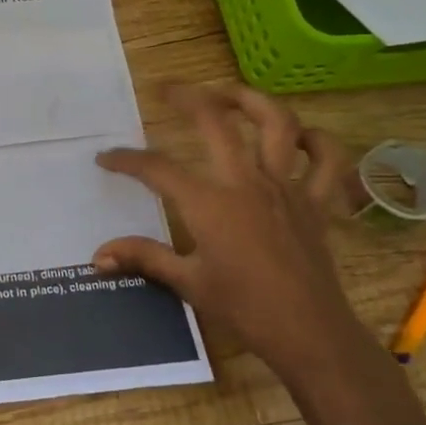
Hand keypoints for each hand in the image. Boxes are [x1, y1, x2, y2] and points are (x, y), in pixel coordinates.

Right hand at [93, 84, 369, 381]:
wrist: (310, 334)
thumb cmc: (244, 308)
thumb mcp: (187, 282)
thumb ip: (143, 257)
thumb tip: (97, 255)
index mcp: (209, 203)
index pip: (157, 168)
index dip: (126, 159)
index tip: (105, 158)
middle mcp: (247, 182)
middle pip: (216, 122)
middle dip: (187, 97)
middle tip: (167, 89)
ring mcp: (287, 187)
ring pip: (277, 124)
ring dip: (252, 101)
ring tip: (230, 94)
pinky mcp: (317, 202)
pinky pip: (328, 161)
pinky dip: (319, 142)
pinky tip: (301, 137)